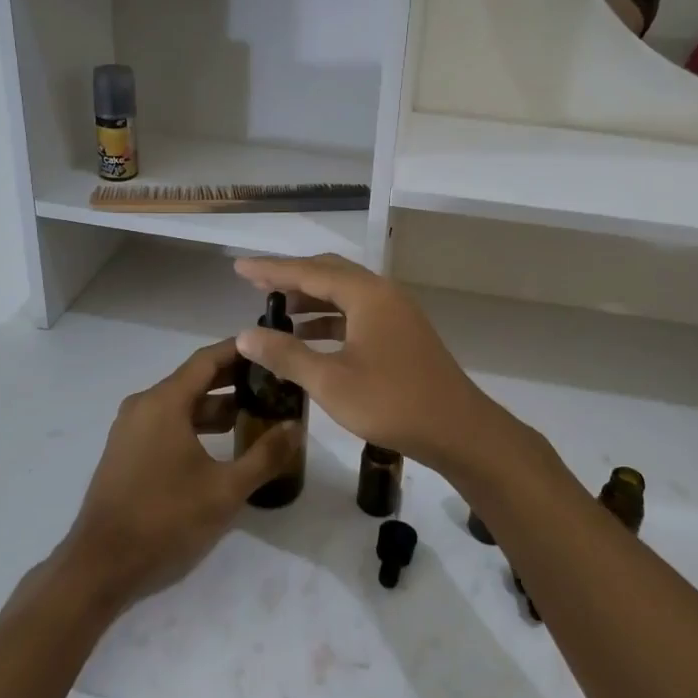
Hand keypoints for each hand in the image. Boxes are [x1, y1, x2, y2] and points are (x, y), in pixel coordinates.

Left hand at [63, 338, 297, 608]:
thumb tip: (296, 427)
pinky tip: (220, 444)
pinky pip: (166, 423)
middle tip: (272, 383)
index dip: (240, 350)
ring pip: (180, 404)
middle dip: (233, 379)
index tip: (270, 347)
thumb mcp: (225, 490)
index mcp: (165, 402)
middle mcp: (144, 405)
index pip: (208, 359)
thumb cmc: (166, 519)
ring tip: (254, 414)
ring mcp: (130, 429)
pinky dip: (194, 424)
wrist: (100, 566)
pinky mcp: (126, 452)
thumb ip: (265, 455)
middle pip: (194, 379)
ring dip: (215, 406)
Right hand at [232, 254, 515, 475]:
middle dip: (291, 278)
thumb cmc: (392, 402)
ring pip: (344, 294)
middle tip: (256, 286)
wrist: (458, 430)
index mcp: (366, 294)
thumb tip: (244, 334)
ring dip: (310, 299)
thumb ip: (286, 354)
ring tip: (276, 312)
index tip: (240, 268)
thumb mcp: (330, 381)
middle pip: (329, 274)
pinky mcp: (401, 334)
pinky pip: (357, 313)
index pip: (309, 271)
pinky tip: (309, 338)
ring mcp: (396, 313)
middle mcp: (382, 293)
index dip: (271, 270)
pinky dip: (329, 319)